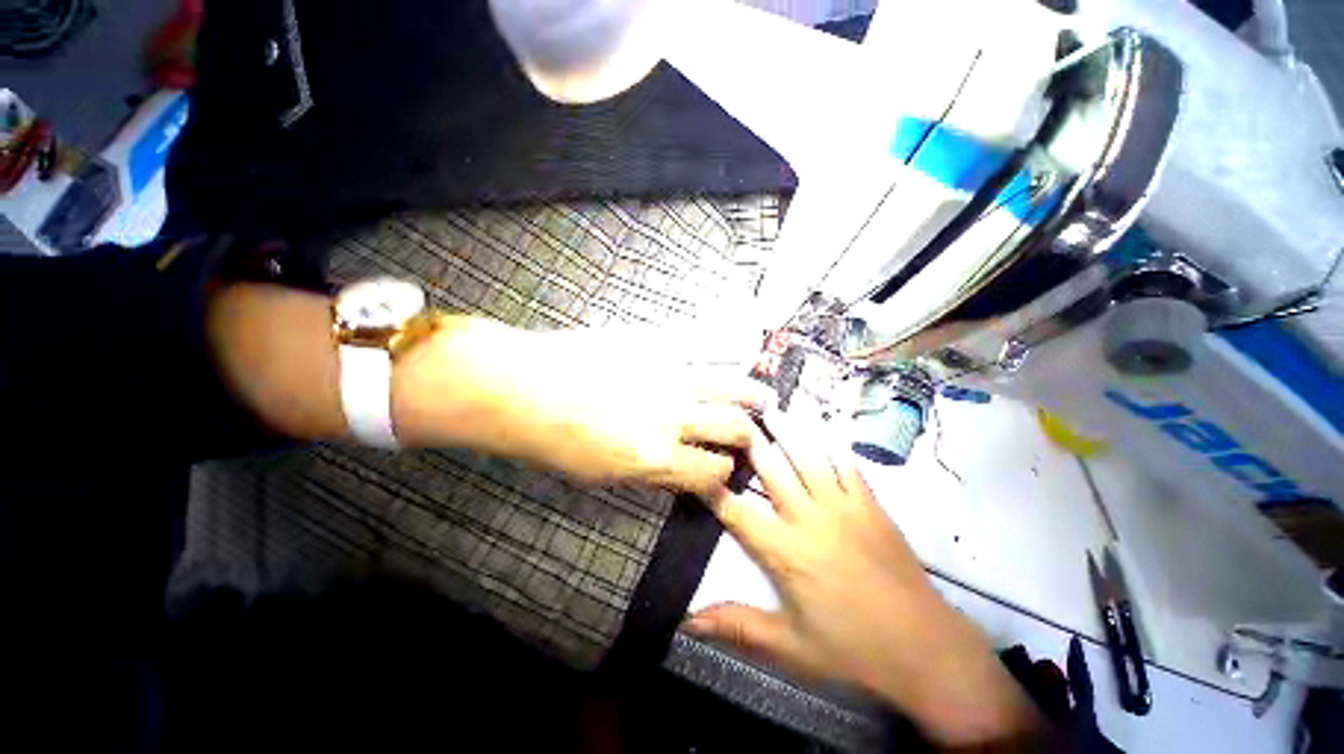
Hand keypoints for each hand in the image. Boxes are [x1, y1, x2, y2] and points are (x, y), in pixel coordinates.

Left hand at [394, 318, 767, 496]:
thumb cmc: (550, 439)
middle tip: (754, 434)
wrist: (516, 386)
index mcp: (654, 457)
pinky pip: (705, 341)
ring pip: (731, 384)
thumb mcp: (599, 475)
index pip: (713, 472)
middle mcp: (672, 416)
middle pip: (734, 427)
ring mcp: (668, 374)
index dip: (725, 475)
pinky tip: (741, 347)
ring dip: (752, 394)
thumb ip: (649, 471)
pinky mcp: (656, 342)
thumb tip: (680, 468)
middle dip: (750, 435)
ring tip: (763, 397)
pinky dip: (729, 346)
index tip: (725, 469)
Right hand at [685, 414, 1043, 747]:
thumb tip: (686, 622)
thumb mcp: (790, 648)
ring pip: (808, 457)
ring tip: (772, 409)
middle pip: (771, 470)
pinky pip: (846, 465)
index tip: (698, 465)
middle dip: (749, 442)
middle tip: (734, 416)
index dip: (712, 487)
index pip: (736, 511)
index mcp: (784, 552)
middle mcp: (808, 519)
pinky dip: (830, 444)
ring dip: (788, 431)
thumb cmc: (852, 650)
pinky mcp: (870, 505)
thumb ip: (737, 627)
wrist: (926, 650)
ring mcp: (842, 507)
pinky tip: (820, 428)